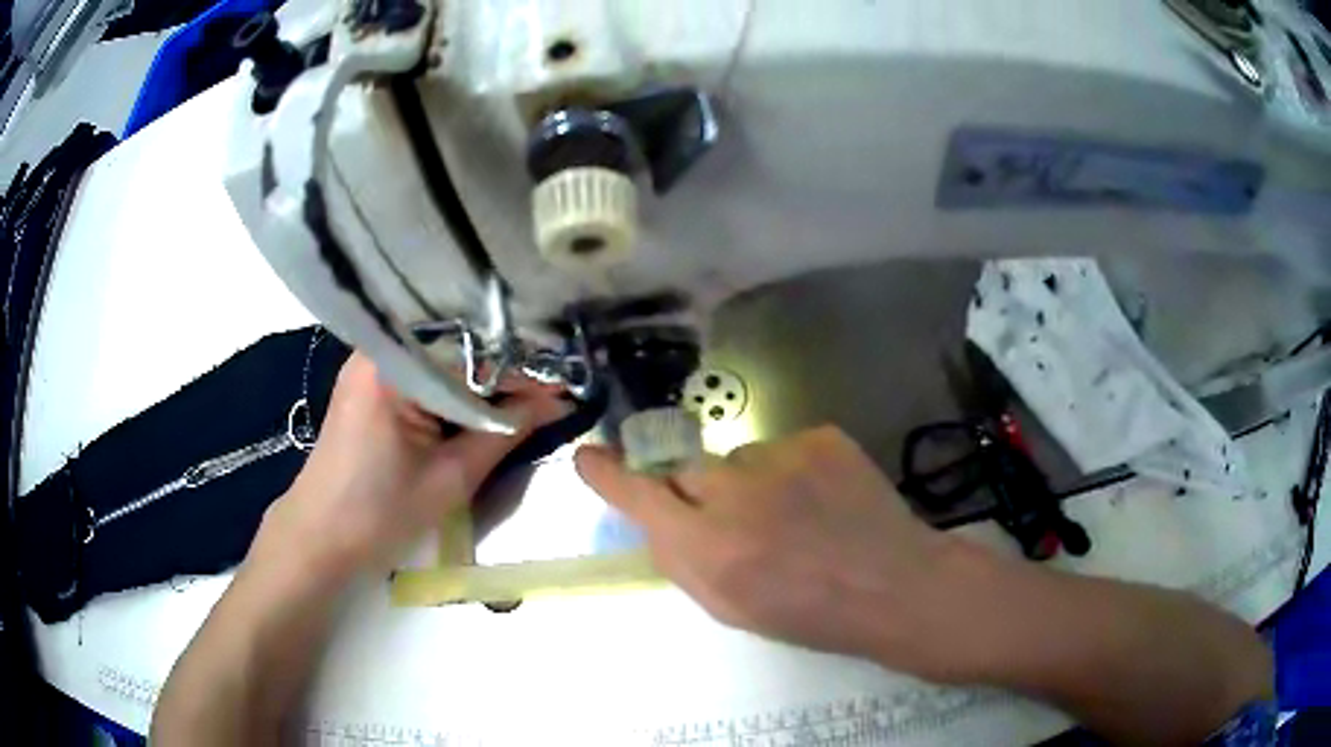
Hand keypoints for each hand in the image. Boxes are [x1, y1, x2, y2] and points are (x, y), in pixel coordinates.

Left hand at [256, 353, 571, 583]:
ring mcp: (372, 364)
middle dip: (505, 373)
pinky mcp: (370, 382)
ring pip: (442, 361)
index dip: (523, 374)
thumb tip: (557, 402)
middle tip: (551, 394)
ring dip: (481, 382)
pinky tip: (481, 406)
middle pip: (457, 349)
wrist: (318, 538)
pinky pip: (424, 374)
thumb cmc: (379, 514)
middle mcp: (380, 350)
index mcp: (394, 367)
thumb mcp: (451, 478)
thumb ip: (506, 433)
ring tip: (525, 400)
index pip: (473, 355)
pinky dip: (455, 390)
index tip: (566, 389)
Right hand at [575, 426, 974, 678]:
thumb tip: (655, 517)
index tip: (588, 457)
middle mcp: (737, 494)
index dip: (608, 477)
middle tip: (741, 521)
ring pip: (739, 459)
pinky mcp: (821, 437)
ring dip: (752, 483)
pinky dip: (793, 471)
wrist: (892, 585)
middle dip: (698, 492)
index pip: (639, 497)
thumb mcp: (729, 607)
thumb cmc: (808, 613)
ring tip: (796, 515)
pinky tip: (823, 499)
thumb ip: (682, 560)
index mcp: (710, 549)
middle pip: (687, 469)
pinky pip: (783, 447)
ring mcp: (783, 457)